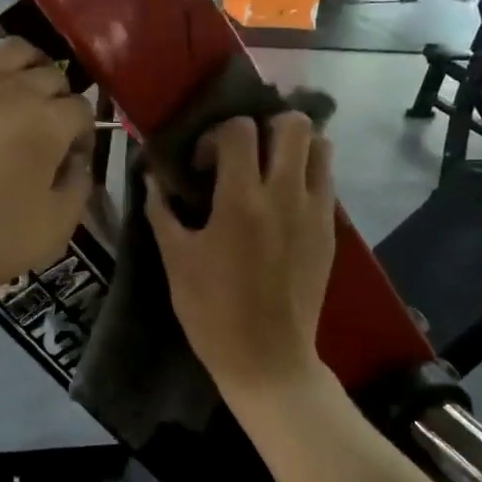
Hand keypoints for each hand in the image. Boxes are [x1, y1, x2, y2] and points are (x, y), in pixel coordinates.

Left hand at [0, 40, 94, 319]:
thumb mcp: (52, 230)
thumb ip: (77, 189)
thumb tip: (75, 164)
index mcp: (47, 121)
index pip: (82, 108)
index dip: (85, 136)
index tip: (72, 164)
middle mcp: (11, 92)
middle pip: (52, 73)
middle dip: (62, 99)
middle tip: (51, 136)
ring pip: (14, 54)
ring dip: (31, 72)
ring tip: (24, 108)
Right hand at [146, 113, 336, 403]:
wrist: (267, 359)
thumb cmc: (212, 311)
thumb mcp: (175, 260)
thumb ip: (161, 211)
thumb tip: (151, 177)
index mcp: (242, 201)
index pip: (239, 130)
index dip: (216, 135)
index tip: (204, 165)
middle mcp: (286, 195)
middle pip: (293, 123)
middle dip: (264, 126)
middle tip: (244, 153)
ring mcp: (315, 212)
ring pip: (321, 146)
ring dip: (293, 145)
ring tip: (269, 168)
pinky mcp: (330, 231)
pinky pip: (326, 180)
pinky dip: (306, 174)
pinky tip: (281, 200)